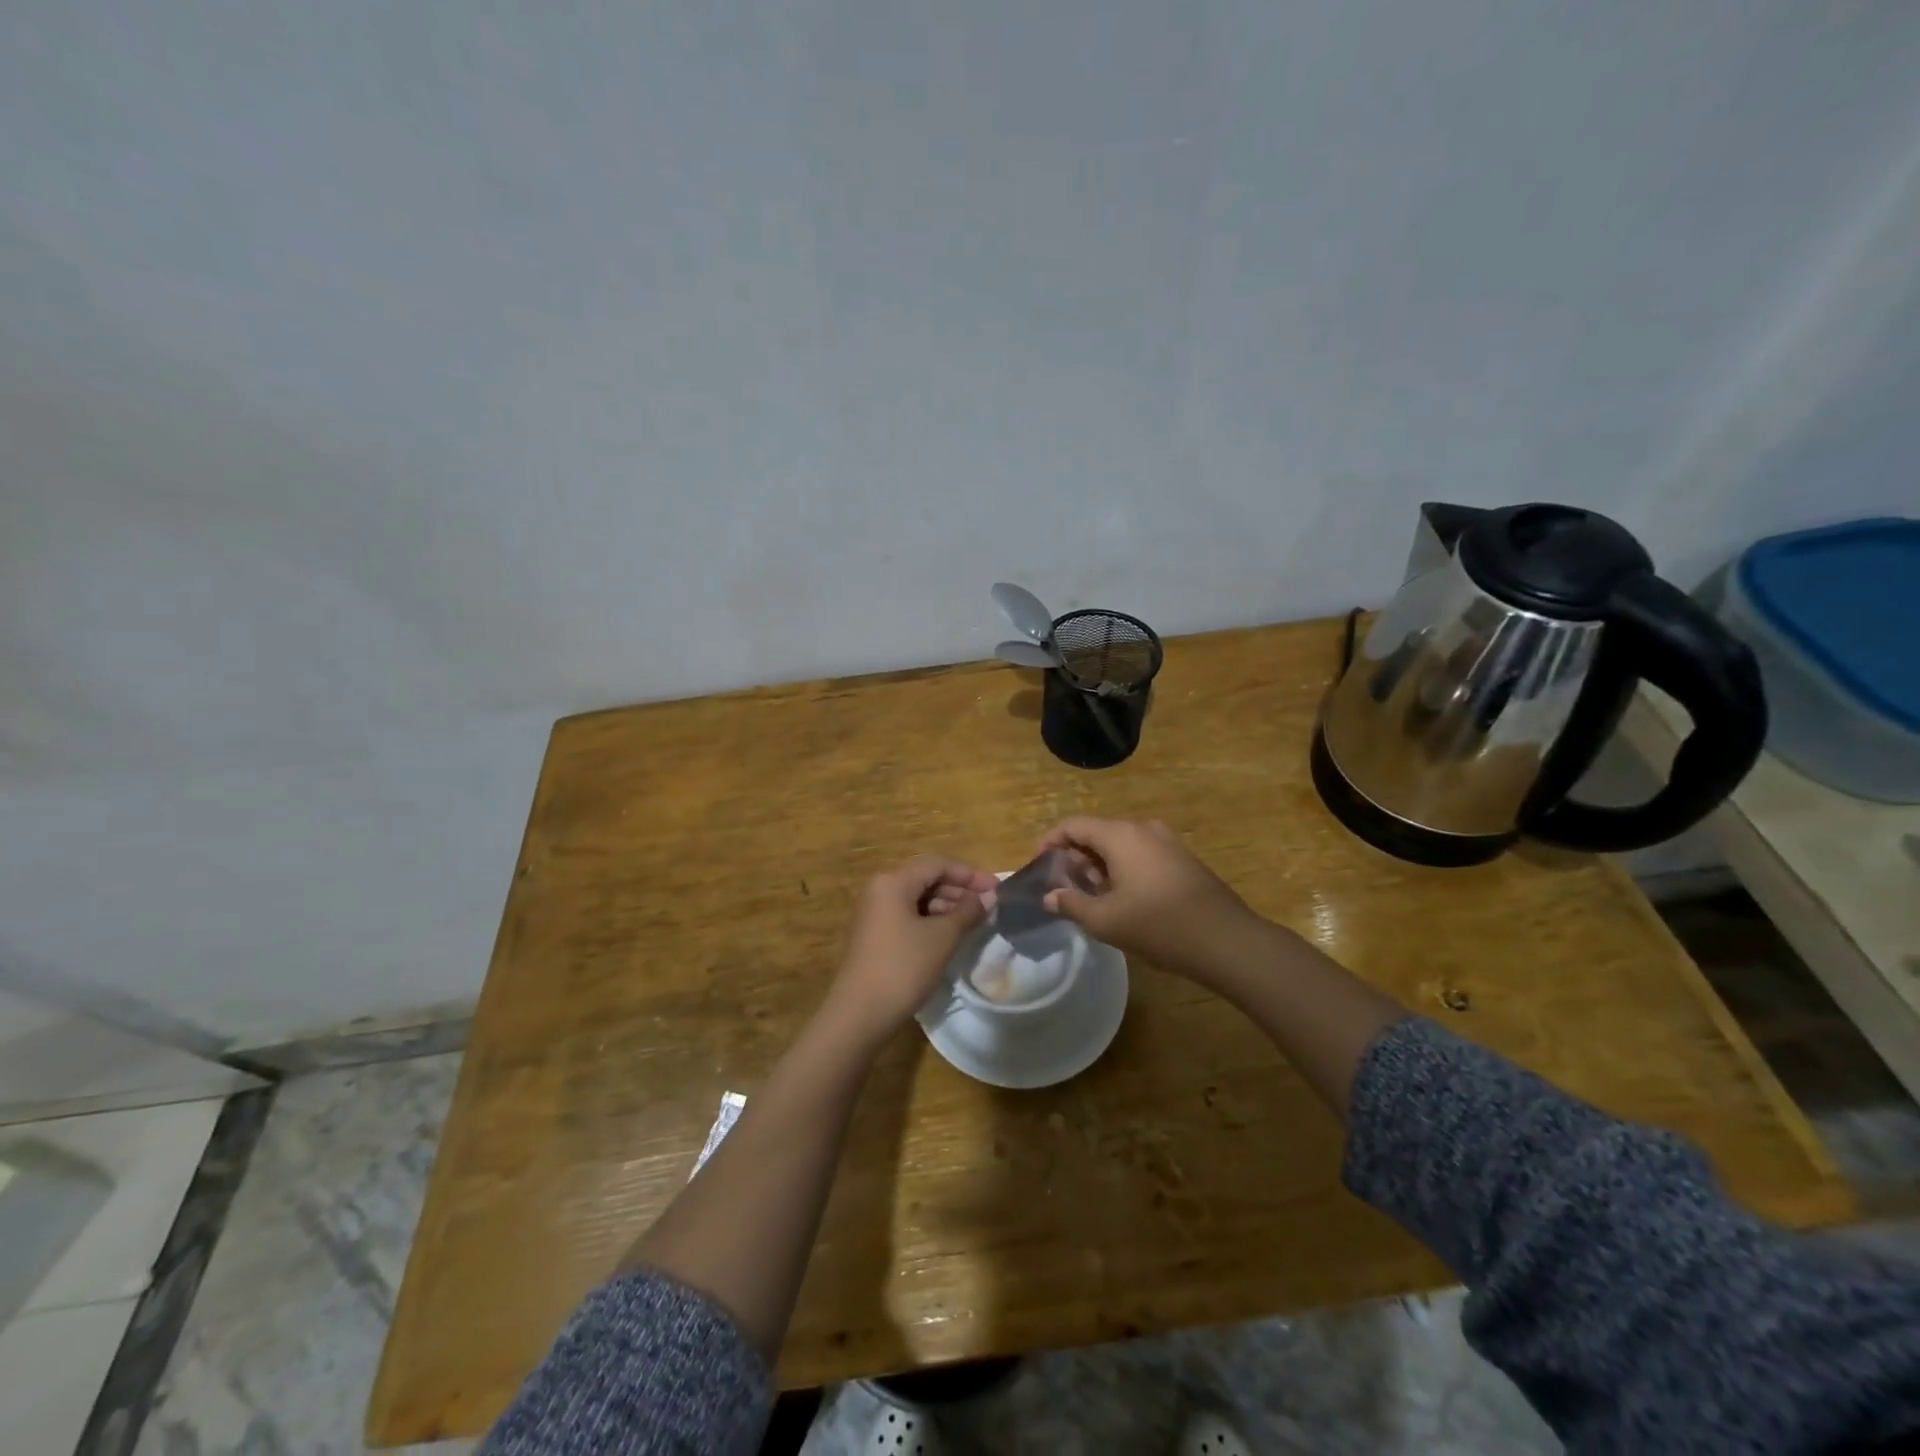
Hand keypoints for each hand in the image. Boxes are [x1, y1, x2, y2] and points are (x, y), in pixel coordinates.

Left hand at [819, 856, 996, 1048]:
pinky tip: (952, 934)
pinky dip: (932, 920)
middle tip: (990, 906)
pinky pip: (909, 915)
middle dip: (960, 890)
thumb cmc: (903, 967)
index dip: (970, 874)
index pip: (938, 864)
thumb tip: (990, 897)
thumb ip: (968, 912)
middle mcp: (881, 889)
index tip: (997, 889)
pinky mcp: (876, 933)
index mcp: (893, 881)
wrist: (860, 1013)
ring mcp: (875, 912)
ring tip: (976, 921)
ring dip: (948, 906)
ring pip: (918, 898)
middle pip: (927, 879)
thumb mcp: (942, 938)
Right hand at [1038, 817, 1267, 986]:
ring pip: (1120, 845)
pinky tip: (1124, 900)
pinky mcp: (1183, 859)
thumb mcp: (1105, 920)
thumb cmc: (1158, 925)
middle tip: (1065, 888)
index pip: (1073, 825)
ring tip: (1092, 898)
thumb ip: (1072, 904)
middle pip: (1097, 833)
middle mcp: (1143, 829)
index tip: (1039, 865)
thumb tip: (1050, 896)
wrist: (1225, 940)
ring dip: (1100, 865)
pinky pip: (1141, 854)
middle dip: (1076, 857)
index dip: (1050, 842)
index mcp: (1120, 835)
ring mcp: (1167, 842)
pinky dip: (1123, 869)